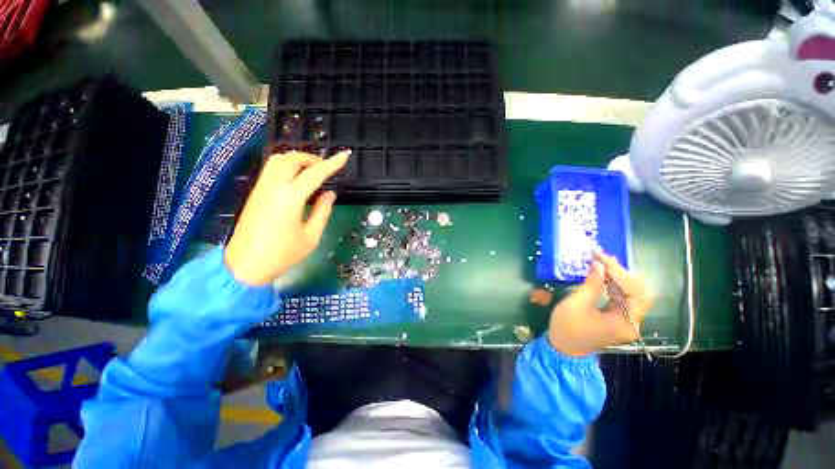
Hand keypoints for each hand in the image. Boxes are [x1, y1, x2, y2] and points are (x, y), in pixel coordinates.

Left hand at [224, 151, 348, 285]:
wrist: (246, 265)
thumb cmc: (283, 254)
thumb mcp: (311, 236)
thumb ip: (323, 211)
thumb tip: (330, 193)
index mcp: (290, 199)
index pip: (313, 174)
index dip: (331, 164)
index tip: (344, 156)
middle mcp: (273, 188)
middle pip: (292, 159)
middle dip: (312, 158)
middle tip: (326, 166)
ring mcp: (261, 189)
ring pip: (278, 161)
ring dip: (297, 159)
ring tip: (312, 169)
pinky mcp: (255, 193)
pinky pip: (271, 169)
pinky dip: (286, 165)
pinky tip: (296, 177)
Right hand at [547, 250, 653, 356]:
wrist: (564, 347)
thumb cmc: (566, 327)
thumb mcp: (575, 305)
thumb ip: (591, 285)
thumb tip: (599, 265)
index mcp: (623, 323)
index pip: (635, 293)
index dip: (620, 273)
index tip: (602, 257)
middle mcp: (632, 323)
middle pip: (640, 292)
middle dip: (623, 273)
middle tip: (603, 258)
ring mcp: (628, 321)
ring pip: (635, 294)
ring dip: (620, 277)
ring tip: (603, 262)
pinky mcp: (621, 319)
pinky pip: (626, 297)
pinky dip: (617, 284)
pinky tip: (606, 275)